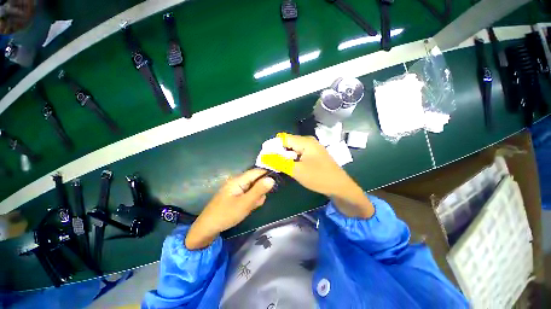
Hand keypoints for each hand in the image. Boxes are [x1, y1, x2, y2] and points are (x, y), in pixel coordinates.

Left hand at [185, 169, 274, 249]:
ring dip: (256, 197)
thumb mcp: (245, 203)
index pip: (257, 171)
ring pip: (253, 188)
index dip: (267, 175)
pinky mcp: (236, 195)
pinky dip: (250, 200)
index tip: (276, 183)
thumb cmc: (226, 214)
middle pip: (256, 180)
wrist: (207, 228)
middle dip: (260, 190)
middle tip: (257, 202)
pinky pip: (248, 194)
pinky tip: (247, 208)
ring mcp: (236, 189)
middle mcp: (238, 181)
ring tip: (250, 207)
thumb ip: (259, 190)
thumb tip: (272, 179)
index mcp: (239, 180)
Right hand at [261, 133, 373, 217]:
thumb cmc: (319, 177)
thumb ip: (280, 162)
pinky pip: (299, 154)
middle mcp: (308, 142)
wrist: (340, 187)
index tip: (264, 157)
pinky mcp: (313, 155)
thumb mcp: (297, 170)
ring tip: (277, 166)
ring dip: (285, 157)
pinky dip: (292, 159)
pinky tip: (289, 167)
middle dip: (278, 152)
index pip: (283, 139)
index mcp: (305, 142)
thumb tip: (264, 156)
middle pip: (288, 143)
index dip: (272, 146)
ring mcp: (312, 148)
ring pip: (293, 149)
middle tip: (270, 163)